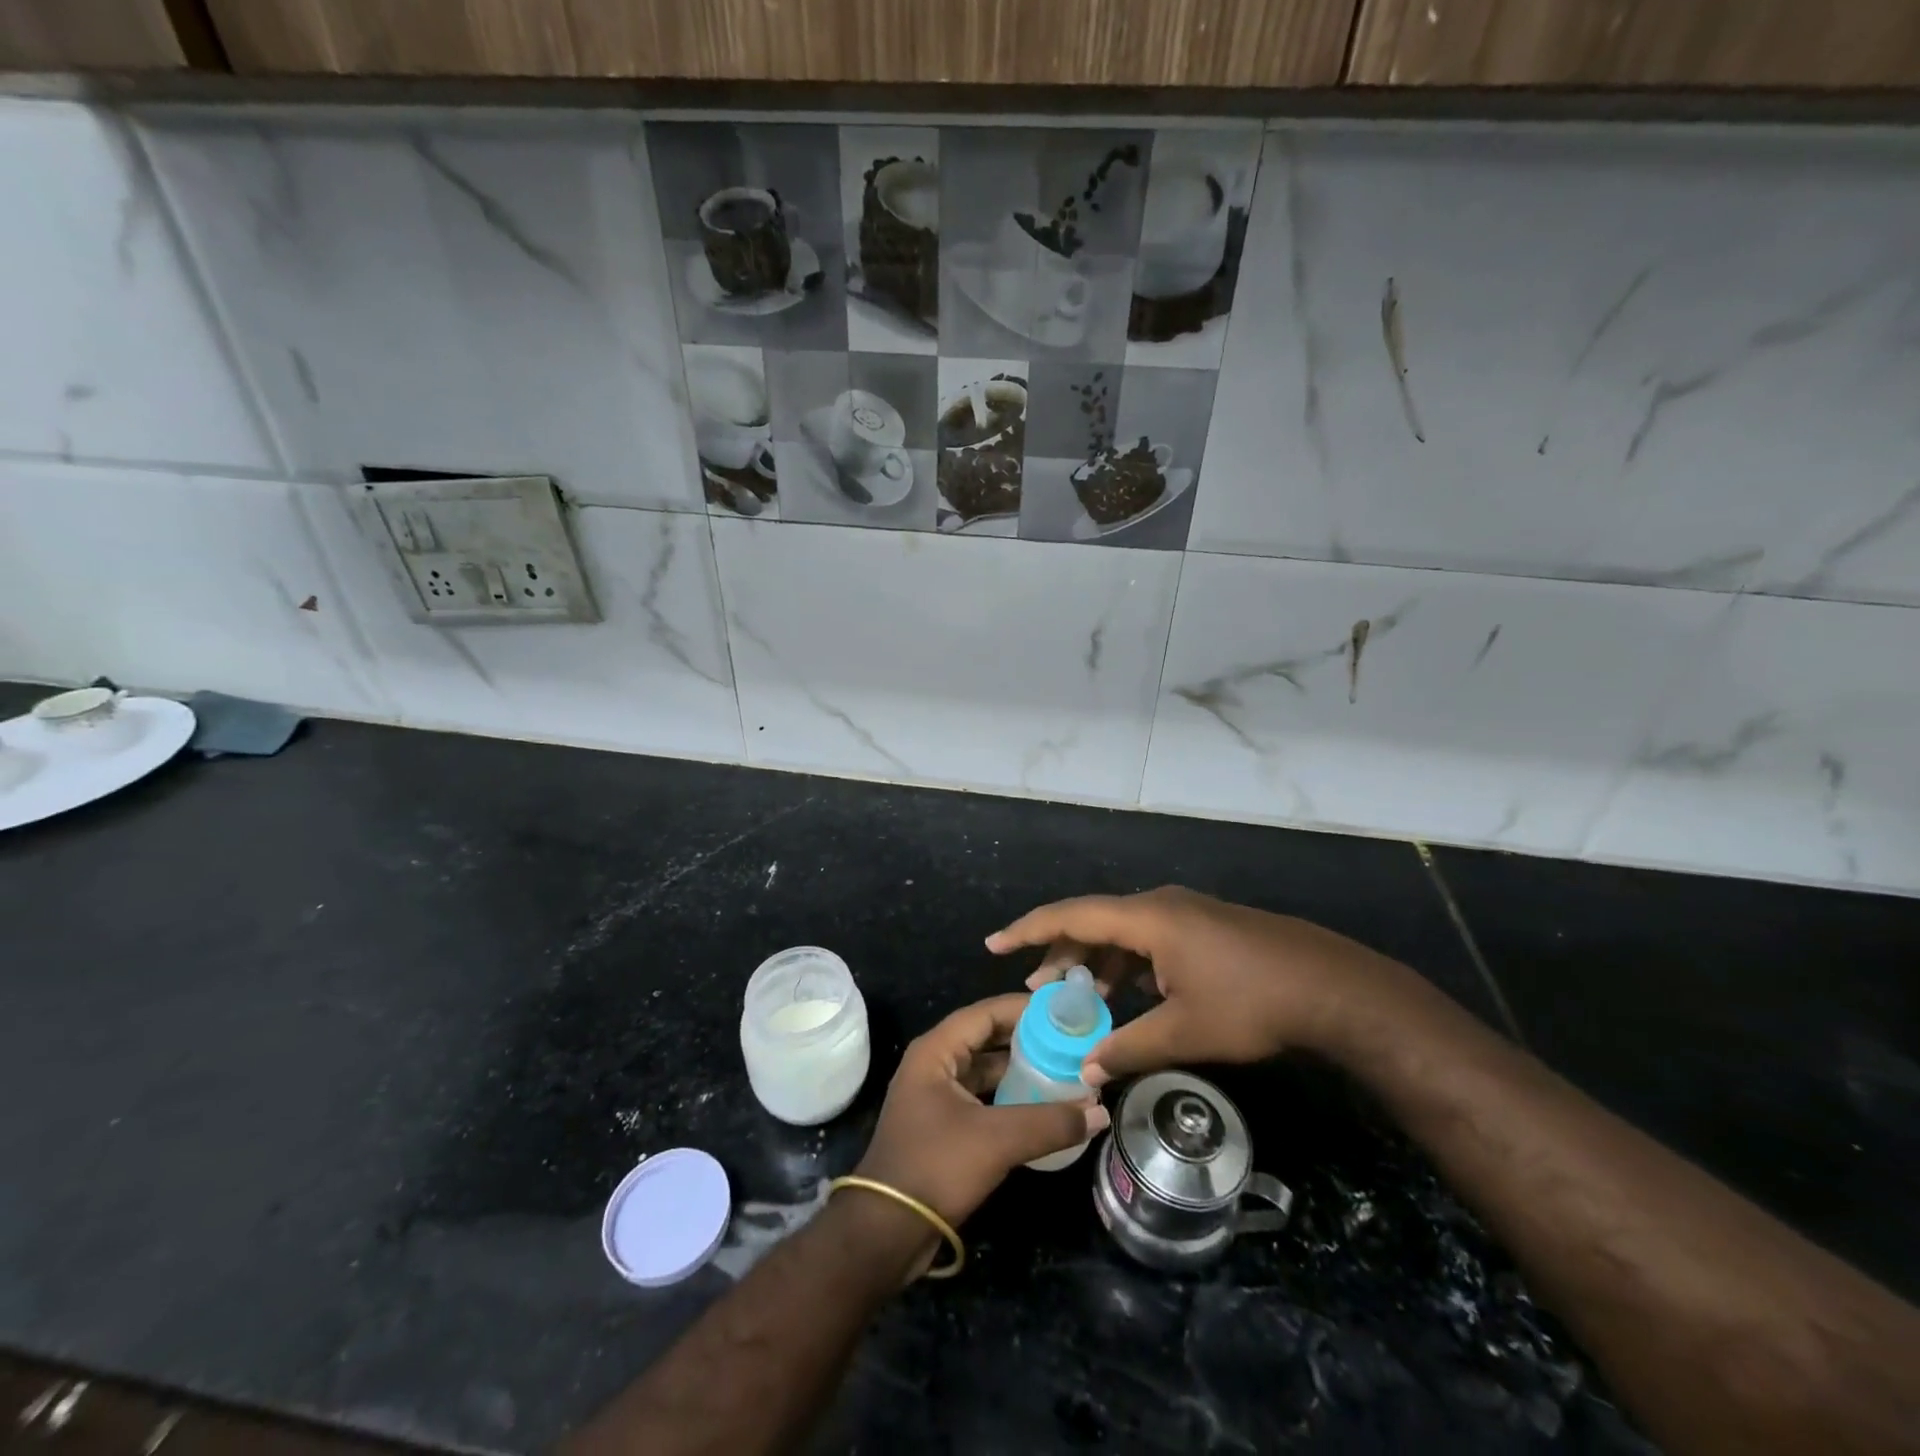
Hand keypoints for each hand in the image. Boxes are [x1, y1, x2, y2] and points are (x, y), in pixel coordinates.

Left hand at [854, 994, 1109, 1226]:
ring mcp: (937, 1096)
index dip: (1024, 1009)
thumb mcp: (997, 1140)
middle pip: (987, 1038)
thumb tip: (1100, 1112)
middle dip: (1028, 1040)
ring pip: (986, 1070)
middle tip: (1070, 1042)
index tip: (1064, 1013)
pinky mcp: (944, 1126)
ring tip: (1064, 1070)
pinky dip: (1011, 1097)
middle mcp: (934, 1064)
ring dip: (1021, 1070)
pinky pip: (983, 1098)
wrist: (887, 1231)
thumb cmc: (936, 1166)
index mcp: (936, 1050)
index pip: (986, 1013)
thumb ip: (1050, 1122)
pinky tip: (1043, 1107)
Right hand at [987, 886, 1421, 1084]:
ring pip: (1122, 932)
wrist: (1334, 987)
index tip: (994, 944)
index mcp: (1149, 918)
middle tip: (1033, 988)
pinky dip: (1126, 964)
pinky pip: (1148, 939)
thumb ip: (1129, 1048)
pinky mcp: (1204, 927)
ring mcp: (1185, 913)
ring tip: (1076, 997)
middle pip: (1094, 921)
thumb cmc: (1253, 1003)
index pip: (1073, 915)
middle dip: (1060, 953)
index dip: (1029, 930)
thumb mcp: (1186, 1031)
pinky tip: (1127, 996)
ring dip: (1096, 962)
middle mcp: (1161, 905)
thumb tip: (1086, 1072)